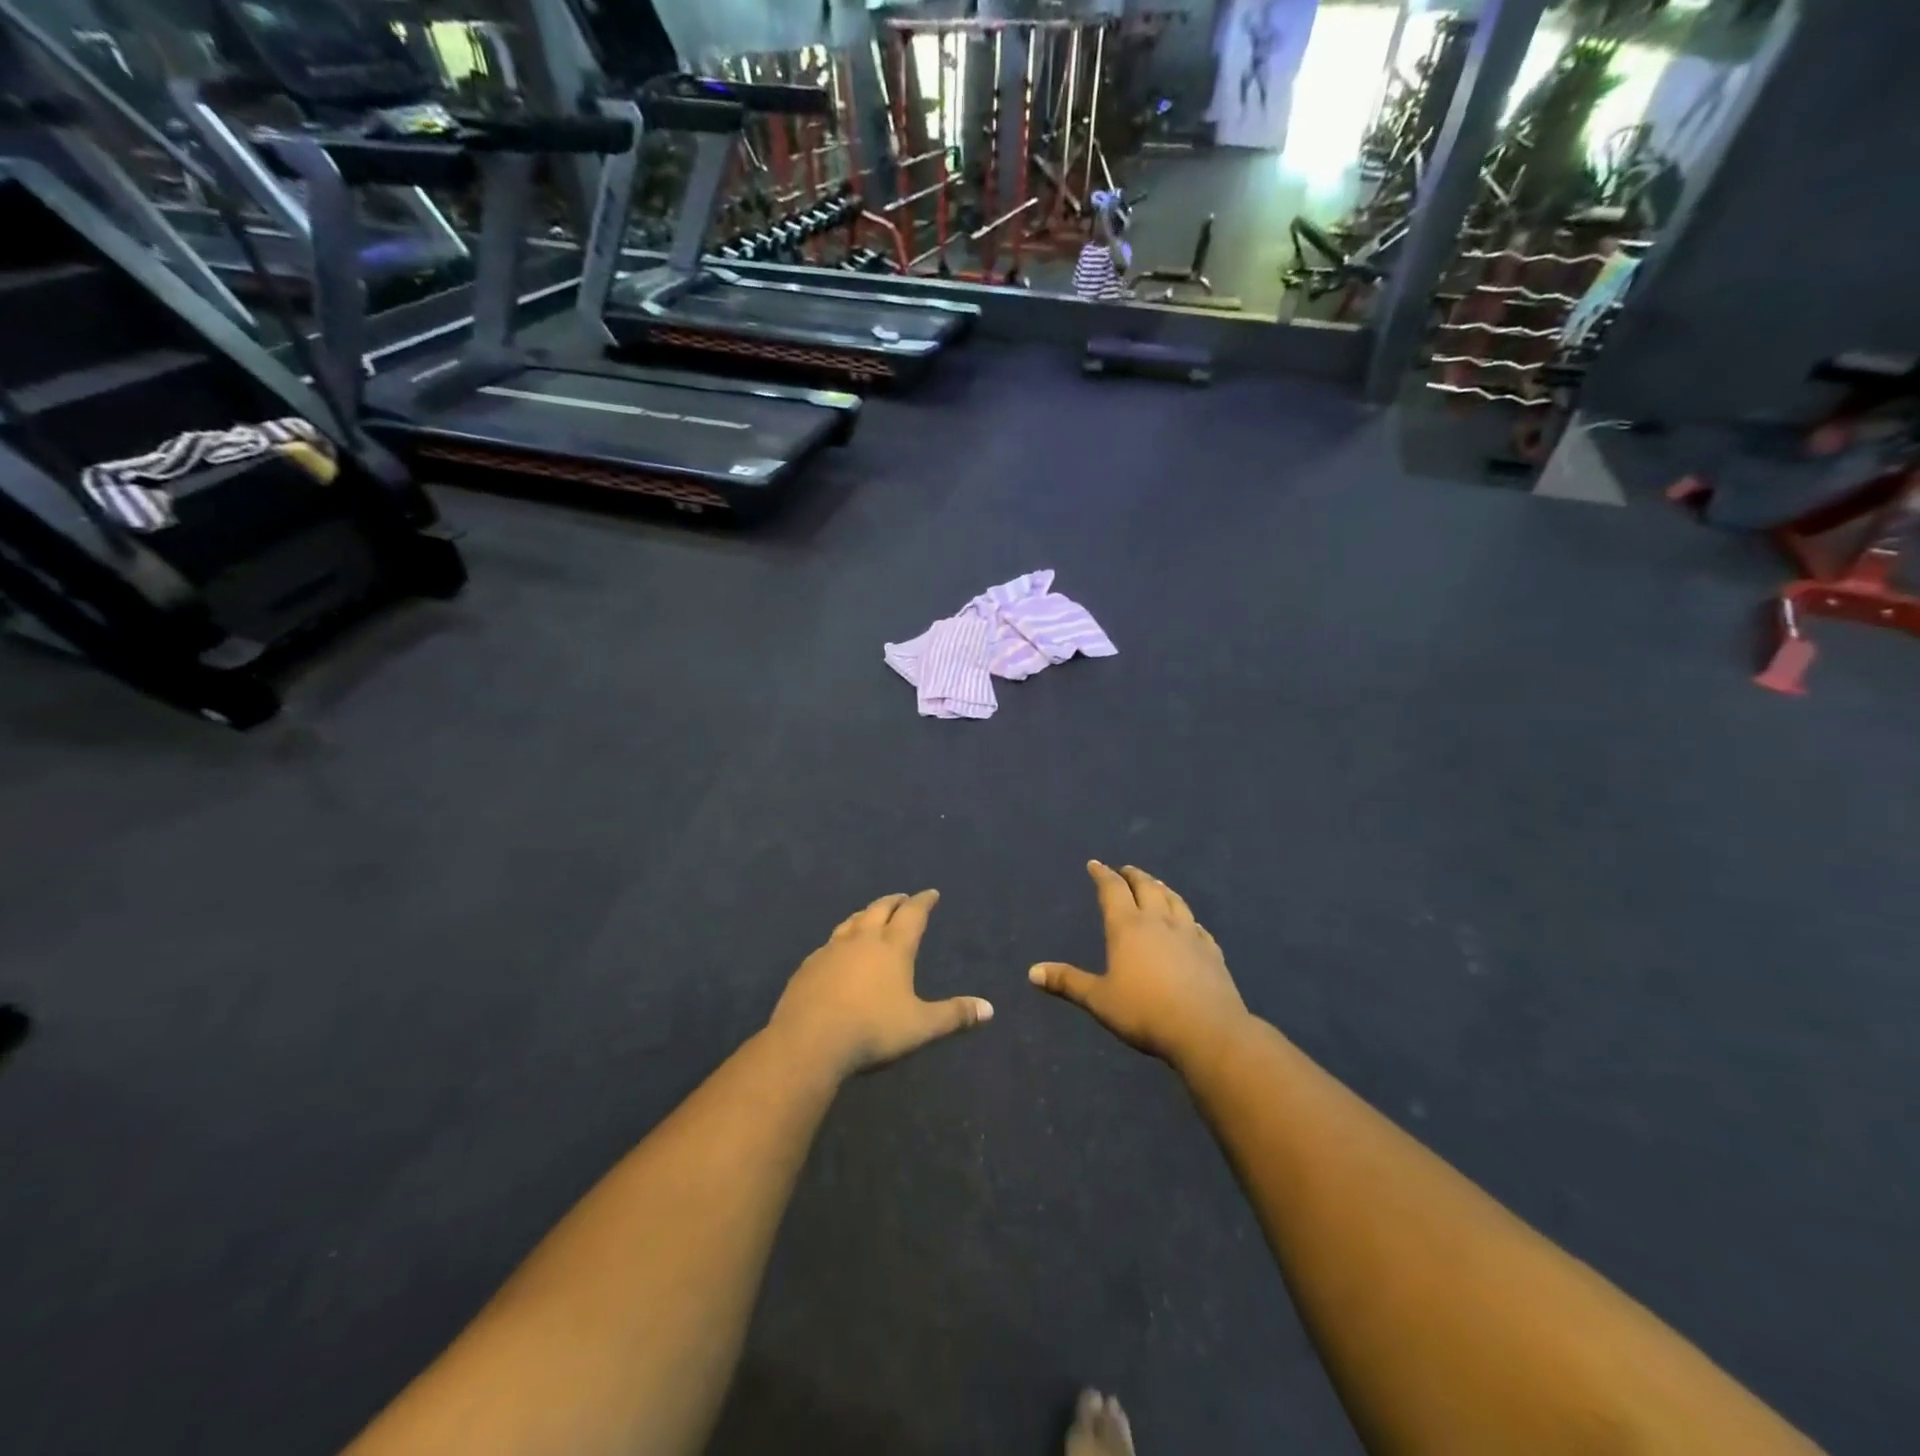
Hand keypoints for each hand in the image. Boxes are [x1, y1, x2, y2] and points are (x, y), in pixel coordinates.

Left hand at [769, 890, 992, 1078]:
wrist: (809, 1040)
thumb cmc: (872, 1029)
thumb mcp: (920, 1026)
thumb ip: (954, 1016)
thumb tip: (989, 1009)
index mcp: (893, 947)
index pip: (912, 914)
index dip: (923, 902)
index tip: (931, 893)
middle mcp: (863, 939)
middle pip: (880, 909)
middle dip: (894, 901)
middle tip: (903, 898)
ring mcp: (832, 949)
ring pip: (852, 921)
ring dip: (865, 914)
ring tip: (871, 915)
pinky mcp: (809, 965)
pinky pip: (829, 942)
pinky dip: (841, 938)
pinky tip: (838, 950)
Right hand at [1029, 862, 1248, 1066]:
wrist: (1207, 1029)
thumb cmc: (1145, 1012)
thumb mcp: (1099, 1000)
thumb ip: (1068, 982)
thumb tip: (1032, 972)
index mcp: (1128, 927)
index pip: (1112, 890)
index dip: (1102, 875)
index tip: (1095, 864)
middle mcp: (1159, 921)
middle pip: (1146, 887)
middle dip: (1133, 876)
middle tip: (1126, 870)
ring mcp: (1189, 934)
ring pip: (1174, 900)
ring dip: (1162, 888)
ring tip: (1156, 884)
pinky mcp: (1212, 951)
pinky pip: (1197, 926)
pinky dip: (1188, 918)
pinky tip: (1190, 923)